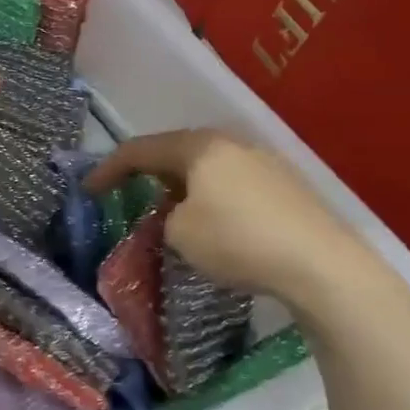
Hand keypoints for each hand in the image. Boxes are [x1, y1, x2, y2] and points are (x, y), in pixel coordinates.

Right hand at [85, 130, 399, 312]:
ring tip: (169, 212)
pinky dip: (210, 197)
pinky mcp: (286, 186)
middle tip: (127, 195)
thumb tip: (178, 214)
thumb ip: (165, 217)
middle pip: (175, 152)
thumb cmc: (238, 241)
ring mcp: (263, 161)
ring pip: (206, 168)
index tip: (87, 190)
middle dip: (147, 174)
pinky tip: (213, 223)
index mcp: (199, 147)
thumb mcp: (180, 233)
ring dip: (180, 187)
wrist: (322, 265)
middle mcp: (230, 143)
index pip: (139, 150)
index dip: (107, 169)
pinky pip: (232, 183)